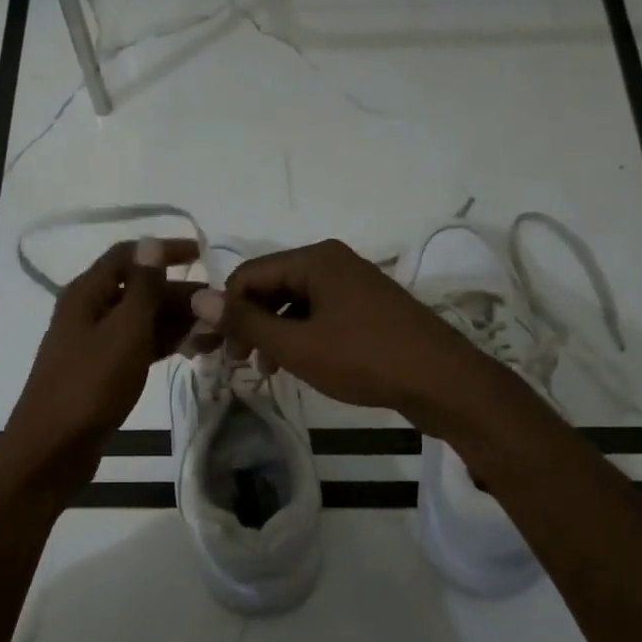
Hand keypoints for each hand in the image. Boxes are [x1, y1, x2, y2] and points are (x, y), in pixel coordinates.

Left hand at [0, 238, 204, 491]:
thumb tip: (152, 242)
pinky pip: (139, 347)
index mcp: (87, 293)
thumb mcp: (124, 331)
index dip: (164, 251)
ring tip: (217, 333)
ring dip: (177, 322)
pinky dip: (164, 345)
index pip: (129, 255)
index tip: (203, 255)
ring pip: (142, 320)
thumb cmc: (90, 384)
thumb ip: (143, 287)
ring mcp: (96, 343)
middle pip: (139, 289)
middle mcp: (89, 311)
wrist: (54, 447)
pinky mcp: (103, 371)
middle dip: (179, 294)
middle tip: (220, 307)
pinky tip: (193, 351)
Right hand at [189, 239, 489, 433]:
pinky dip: (300, 336)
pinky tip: (297, 364)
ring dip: (273, 334)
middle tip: (237, 364)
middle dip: (249, 324)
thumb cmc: (365, 360)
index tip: (215, 351)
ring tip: (266, 370)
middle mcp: (332, 262)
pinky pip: (319, 314)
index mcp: (314, 260)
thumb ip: (246, 323)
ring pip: (294, 303)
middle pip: (271, 286)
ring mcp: (353, 284)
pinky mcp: (367, 307)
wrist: (442, 381)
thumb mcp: (298, 346)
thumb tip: (198, 298)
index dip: (225, 311)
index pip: (248, 275)